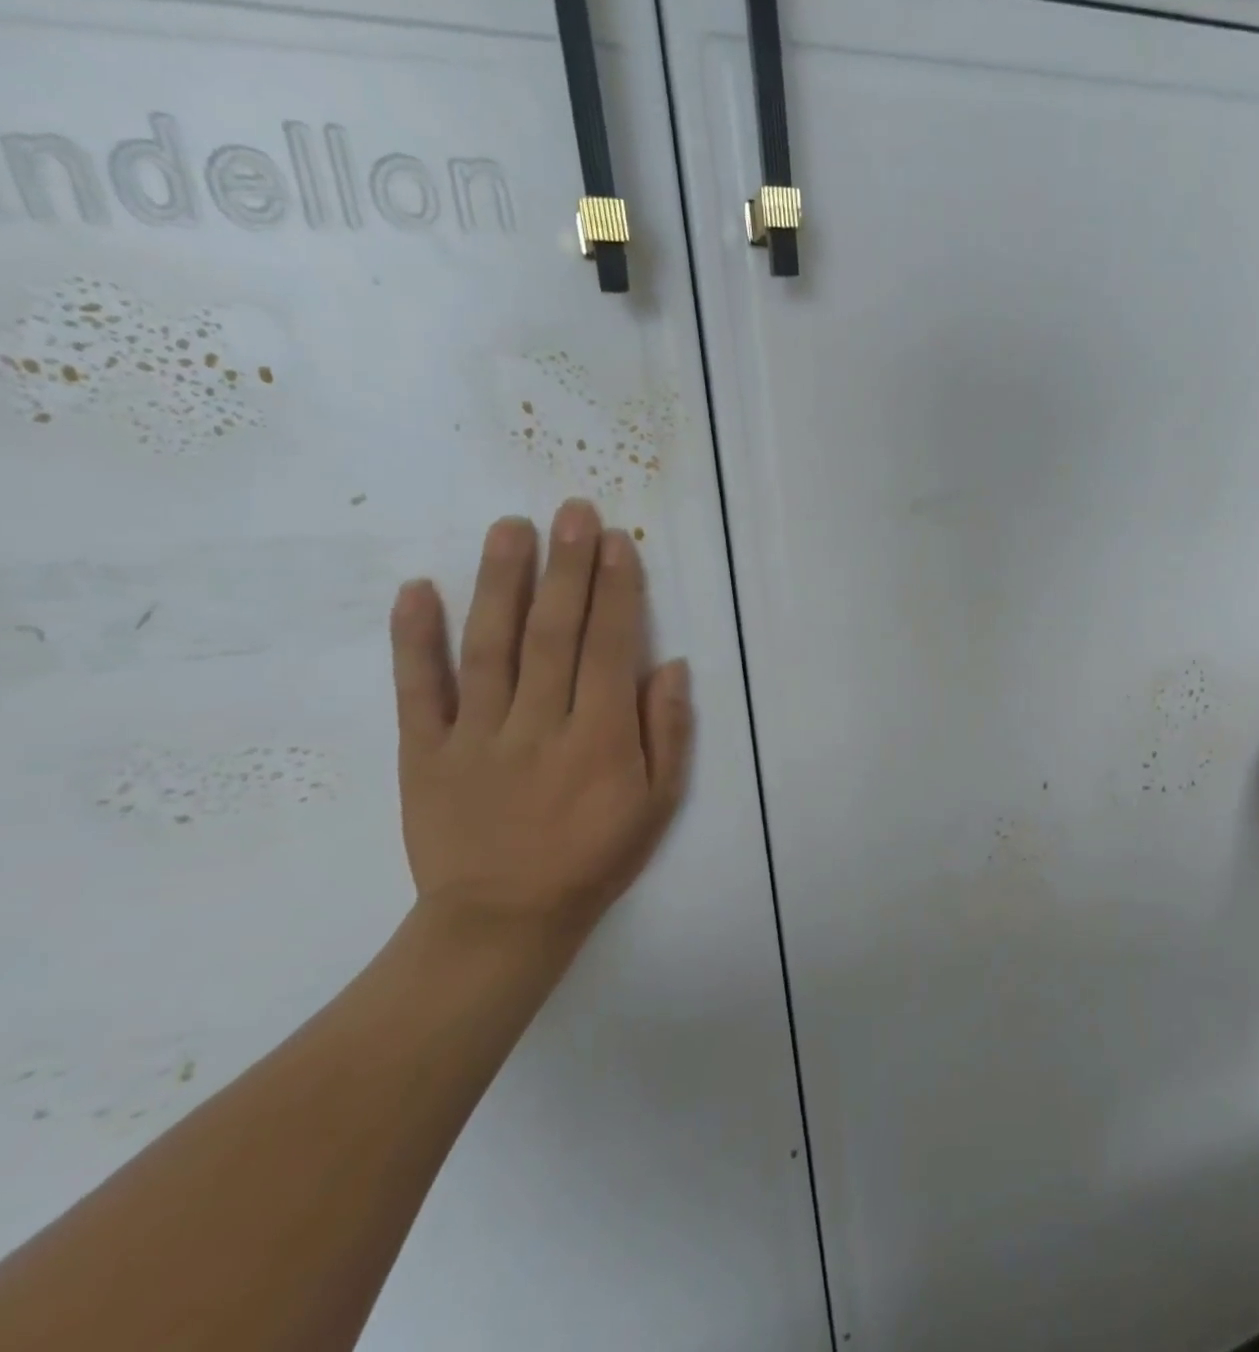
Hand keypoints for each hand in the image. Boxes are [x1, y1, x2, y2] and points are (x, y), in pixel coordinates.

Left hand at [387, 500, 693, 949]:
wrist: (503, 920)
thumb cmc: (595, 856)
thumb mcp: (657, 804)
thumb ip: (667, 733)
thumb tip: (671, 666)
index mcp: (600, 738)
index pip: (611, 648)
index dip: (616, 591)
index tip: (617, 542)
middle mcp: (539, 725)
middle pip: (554, 633)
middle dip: (567, 567)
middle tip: (572, 511)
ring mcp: (476, 736)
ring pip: (489, 647)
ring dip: (501, 583)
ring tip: (510, 528)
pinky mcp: (425, 752)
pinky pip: (418, 690)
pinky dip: (414, 639)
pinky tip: (417, 589)